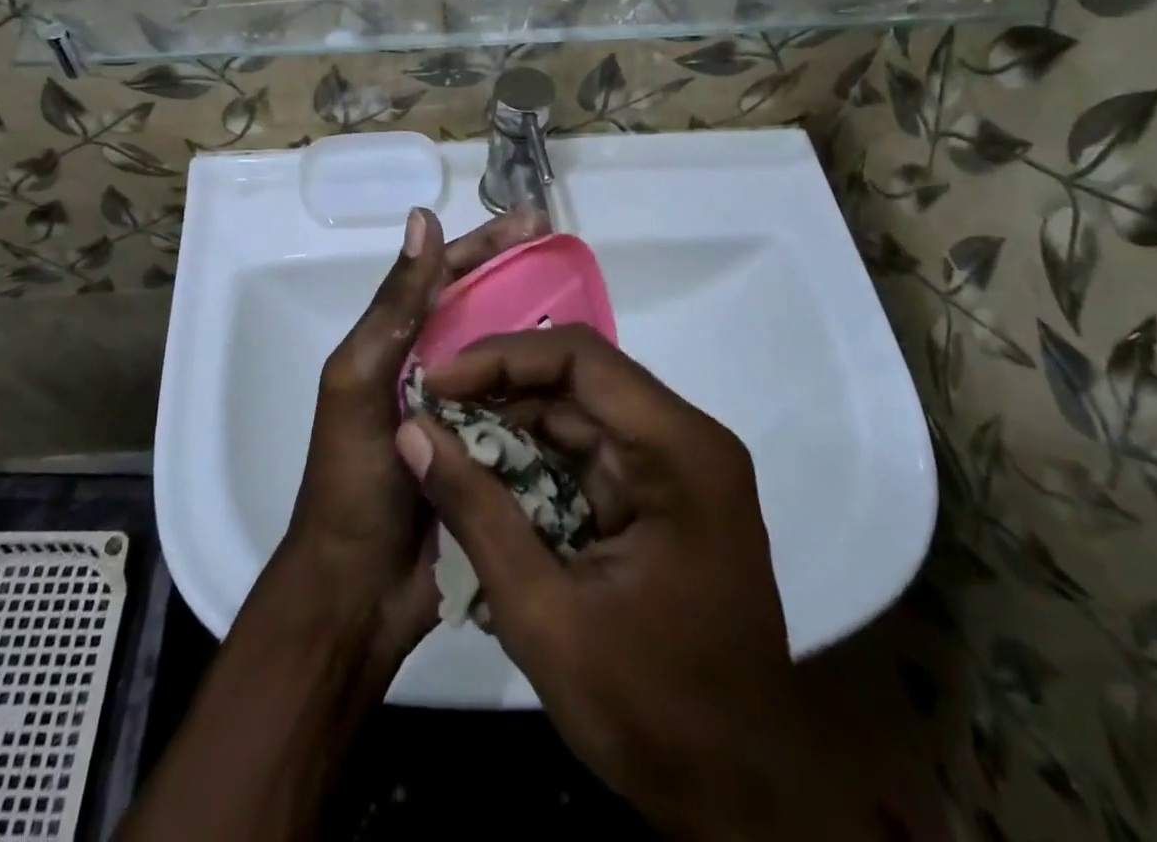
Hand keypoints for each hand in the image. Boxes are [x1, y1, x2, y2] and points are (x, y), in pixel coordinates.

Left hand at [281, 206, 548, 668]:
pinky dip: (550, 391)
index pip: (443, 277)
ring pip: (507, 356)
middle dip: (520, 274)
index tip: (532, 221)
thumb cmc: (352, 479)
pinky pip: (524, 411)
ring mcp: (463, 413)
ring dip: (541, 329)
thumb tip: (421, 219)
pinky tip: (586, 381)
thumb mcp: (360, 381)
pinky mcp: (489, 455)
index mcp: (396, 346)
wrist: (357, 592)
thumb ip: (393, 307)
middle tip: (567, 251)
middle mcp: (431, 370)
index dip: (484, 245)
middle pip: (481, 308)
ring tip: (591, 309)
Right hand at [396, 325, 880, 840]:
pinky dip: (532, 462)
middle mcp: (683, 440)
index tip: (437, 381)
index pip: (580, 358)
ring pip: (577, 414)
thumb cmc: (654, 713)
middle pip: (578, 381)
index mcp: (678, 450)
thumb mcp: (544, 614)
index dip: (501, 358)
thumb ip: (475, 512)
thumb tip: (411, 431)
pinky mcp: (659, 497)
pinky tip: (482, 477)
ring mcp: (675, 468)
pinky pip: (585, 455)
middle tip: (428, 408)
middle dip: (498, 390)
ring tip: (442, 438)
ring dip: (510, 426)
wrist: (745, 804)